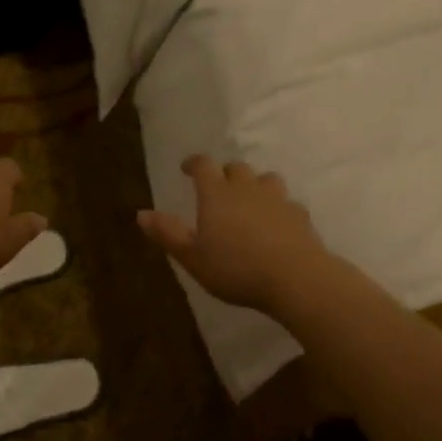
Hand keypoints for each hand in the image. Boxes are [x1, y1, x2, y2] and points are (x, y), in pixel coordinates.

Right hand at [137, 156, 331, 314]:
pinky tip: (276, 224)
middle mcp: (247, 188)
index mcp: (216, 194)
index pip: (204, 165)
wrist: (295, 278)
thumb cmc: (235, 268)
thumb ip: (168, 234)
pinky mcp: (300, 215)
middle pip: (236, 168)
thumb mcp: (193, 257)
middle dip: (224, 174)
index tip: (187, 169)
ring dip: (255, 185)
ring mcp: (277, 199)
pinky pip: (287, 202)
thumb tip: (141, 213)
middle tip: (217, 189)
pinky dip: (278, 207)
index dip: (194, 163)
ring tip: (250, 201)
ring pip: (265, 179)